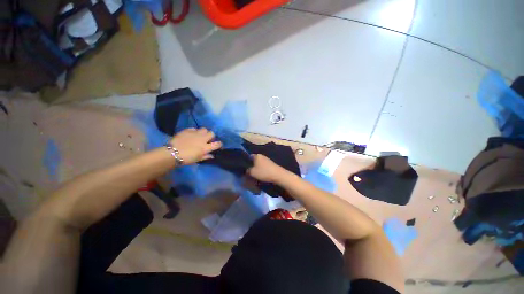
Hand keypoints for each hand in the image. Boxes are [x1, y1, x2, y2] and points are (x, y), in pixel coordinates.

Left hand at [169, 128, 221, 164]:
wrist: (172, 153)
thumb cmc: (187, 158)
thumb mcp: (198, 159)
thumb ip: (206, 156)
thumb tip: (212, 155)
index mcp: (206, 147)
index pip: (217, 144)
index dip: (219, 144)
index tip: (218, 145)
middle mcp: (203, 139)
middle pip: (212, 133)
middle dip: (211, 136)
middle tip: (207, 140)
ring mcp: (195, 133)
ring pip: (204, 129)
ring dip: (204, 132)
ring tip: (200, 136)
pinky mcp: (188, 130)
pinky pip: (194, 128)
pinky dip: (194, 131)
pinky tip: (191, 135)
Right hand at [247, 154, 286, 182]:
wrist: (278, 175)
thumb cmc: (264, 172)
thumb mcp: (252, 172)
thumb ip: (247, 171)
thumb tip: (246, 170)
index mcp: (256, 155)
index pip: (248, 156)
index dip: (245, 162)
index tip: (243, 168)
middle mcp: (261, 156)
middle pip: (253, 161)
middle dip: (251, 166)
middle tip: (248, 173)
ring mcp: (267, 160)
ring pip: (258, 164)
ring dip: (256, 169)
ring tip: (254, 175)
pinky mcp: (270, 164)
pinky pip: (263, 167)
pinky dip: (261, 170)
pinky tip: (260, 175)